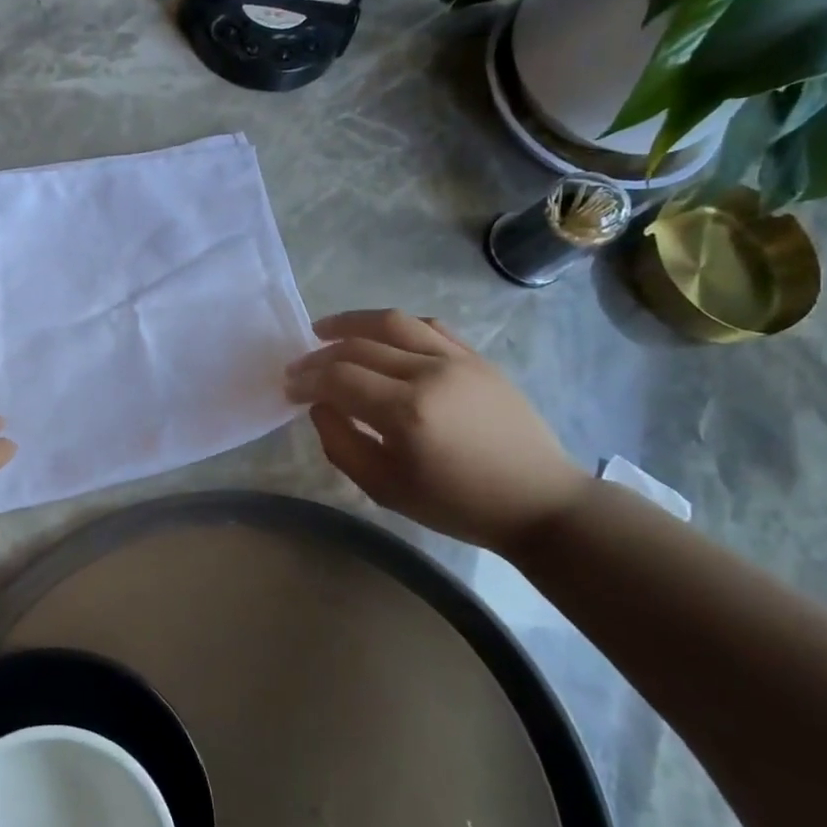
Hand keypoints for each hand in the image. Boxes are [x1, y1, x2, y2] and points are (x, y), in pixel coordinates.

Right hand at [285, 310, 593, 555]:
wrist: (538, 501)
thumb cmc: (456, 504)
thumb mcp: (384, 489)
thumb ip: (340, 444)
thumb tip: (319, 406)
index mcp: (406, 412)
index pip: (338, 378)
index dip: (306, 379)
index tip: (288, 387)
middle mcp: (429, 374)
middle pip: (358, 346)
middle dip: (319, 354)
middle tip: (299, 367)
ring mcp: (457, 360)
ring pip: (392, 323)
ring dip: (351, 322)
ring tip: (325, 329)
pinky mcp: (477, 358)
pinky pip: (428, 327)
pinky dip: (395, 326)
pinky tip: (379, 336)